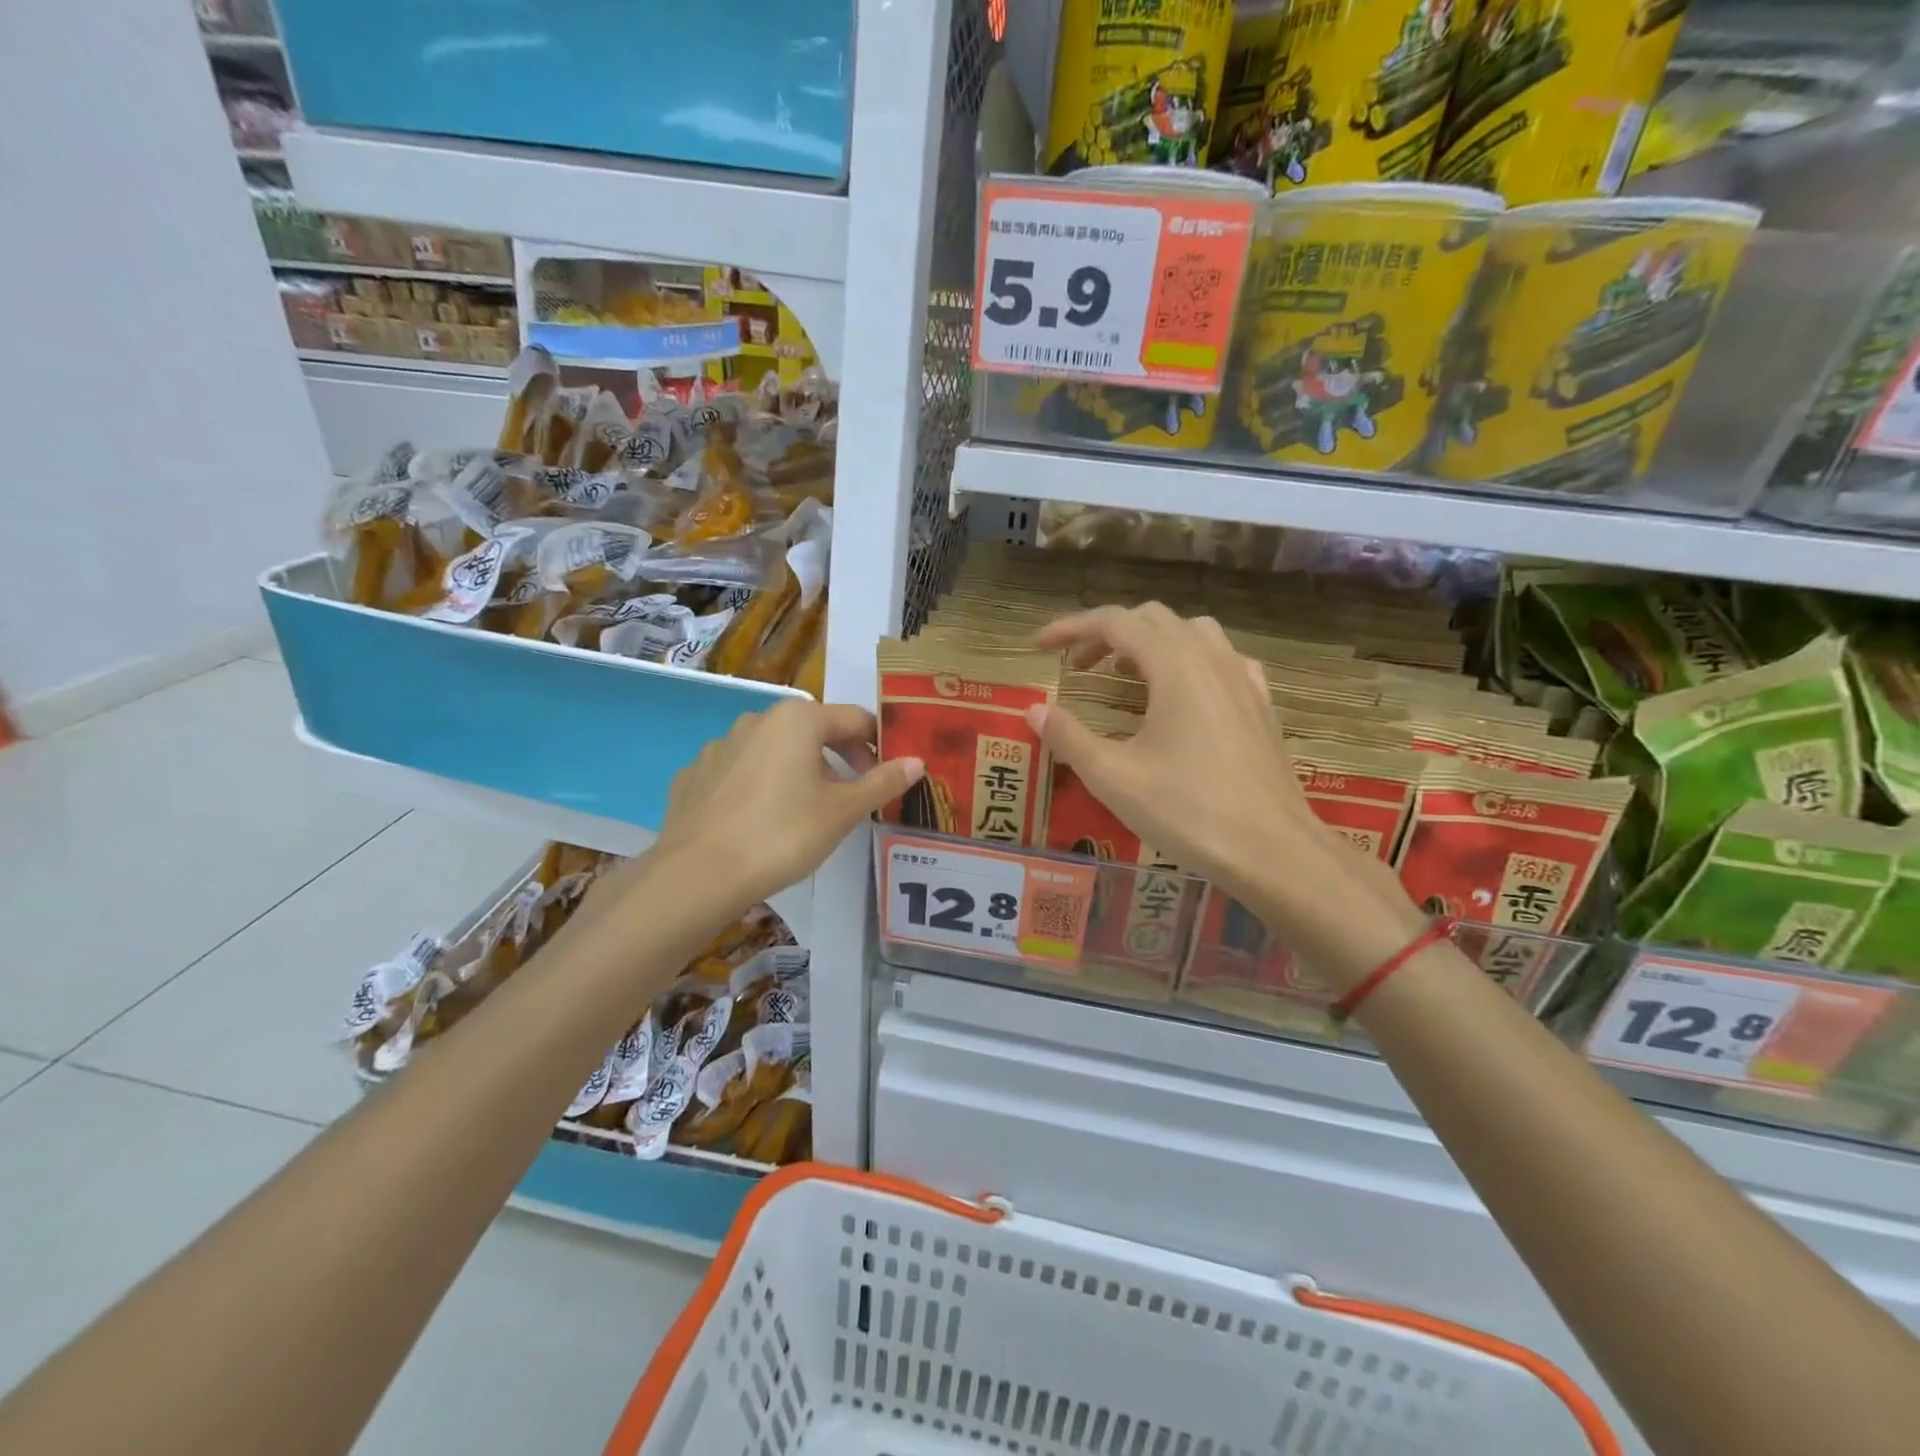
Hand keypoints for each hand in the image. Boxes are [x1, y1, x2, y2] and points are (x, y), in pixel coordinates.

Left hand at [645, 698, 923, 914]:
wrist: (698, 875)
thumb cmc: (782, 835)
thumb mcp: (843, 811)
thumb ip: (882, 782)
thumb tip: (916, 762)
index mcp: (798, 719)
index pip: (854, 719)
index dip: (877, 745)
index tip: (887, 775)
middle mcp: (757, 719)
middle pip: (813, 731)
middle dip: (839, 759)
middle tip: (852, 797)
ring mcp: (720, 746)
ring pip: (775, 750)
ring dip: (799, 771)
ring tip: (806, 812)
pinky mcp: (694, 774)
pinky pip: (740, 772)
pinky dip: (759, 786)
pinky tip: (759, 821)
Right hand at [1032, 604, 1422, 979]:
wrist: (1273, 850)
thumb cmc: (1188, 811)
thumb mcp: (1112, 777)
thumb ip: (1068, 737)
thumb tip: (1034, 710)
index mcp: (1173, 665)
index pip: (1114, 622)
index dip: (1071, 628)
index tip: (1039, 647)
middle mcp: (1210, 658)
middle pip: (1152, 619)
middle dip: (1107, 634)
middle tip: (1077, 667)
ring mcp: (1243, 678)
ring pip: (1191, 632)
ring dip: (1150, 642)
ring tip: (1126, 674)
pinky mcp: (1261, 704)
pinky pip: (1222, 659)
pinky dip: (1190, 660)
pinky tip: (1184, 693)